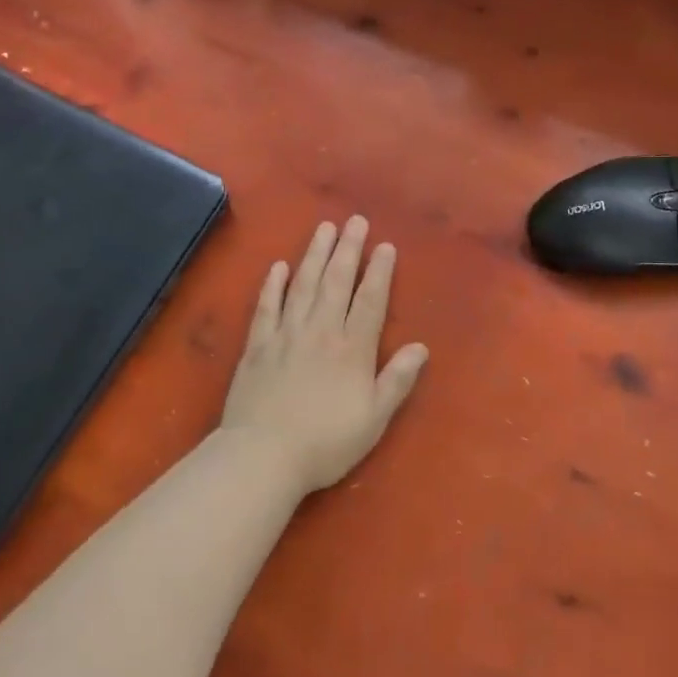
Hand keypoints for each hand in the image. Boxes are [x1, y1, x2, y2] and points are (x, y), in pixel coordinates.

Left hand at [219, 216, 428, 492]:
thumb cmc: (325, 442)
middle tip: (355, 220)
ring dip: (314, 254)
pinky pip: (266, 307)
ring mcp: (285, 334)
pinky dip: (272, 285)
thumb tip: (420, 347)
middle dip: (348, 249)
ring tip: (324, 228)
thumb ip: (397, 380)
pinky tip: (278, 266)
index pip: (370, 300)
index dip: (379, 271)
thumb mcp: (374, 418)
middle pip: (336, 282)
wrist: (262, 455)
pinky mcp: (257, 345)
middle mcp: (320, 331)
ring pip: (303, 285)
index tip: (384, 245)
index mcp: (352, 348)